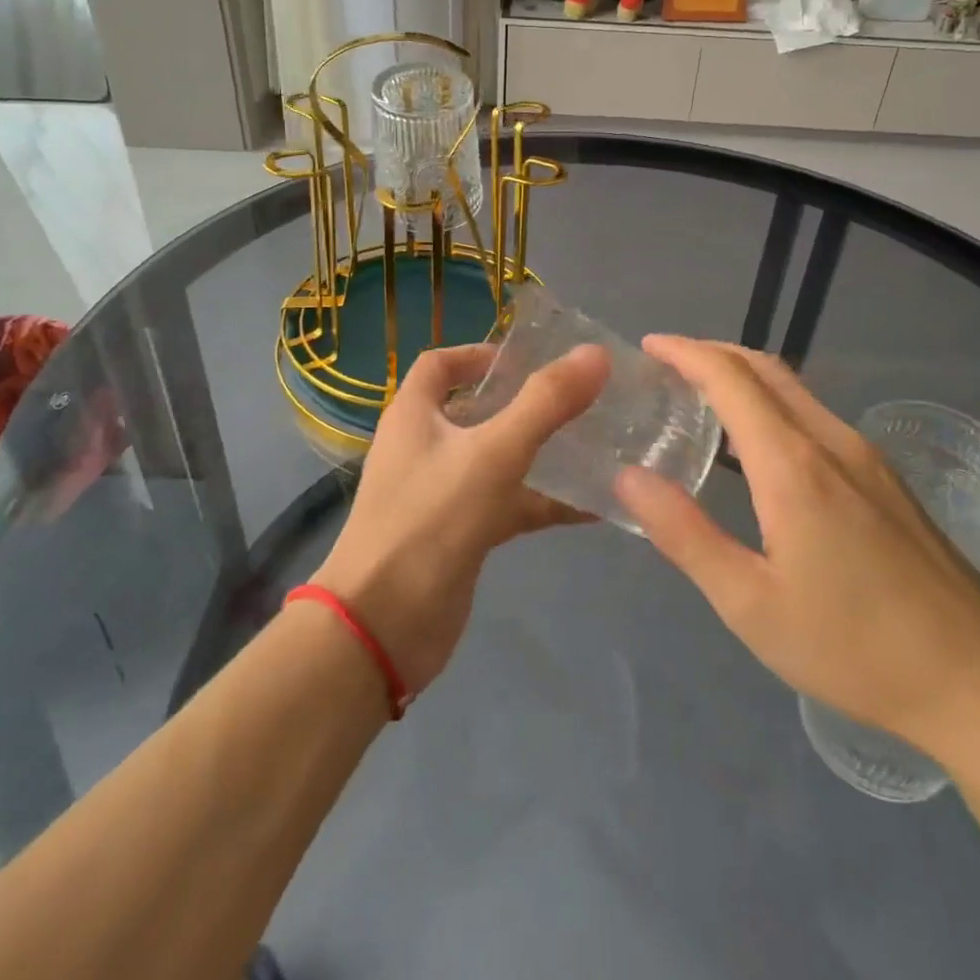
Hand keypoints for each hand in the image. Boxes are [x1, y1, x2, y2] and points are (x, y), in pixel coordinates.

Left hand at [311, 342, 609, 699]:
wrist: (384, 626)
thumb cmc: (430, 520)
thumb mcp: (493, 453)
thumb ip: (545, 403)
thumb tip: (596, 354)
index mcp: (414, 415)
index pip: (439, 365)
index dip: (478, 354)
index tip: (527, 358)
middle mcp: (424, 447)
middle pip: (475, 410)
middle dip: (522, 403)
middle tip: (577, 398)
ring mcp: (441, 493)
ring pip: (496, 460)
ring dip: (539, 453)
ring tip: (595, 444)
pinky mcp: (460, 534)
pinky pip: (507, 505)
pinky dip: (543, 502)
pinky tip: (592, 507)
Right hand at [614, 337, 979, 762]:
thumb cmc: (855, 647)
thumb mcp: (750, 604)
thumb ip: (684, 535)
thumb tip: (629, 477)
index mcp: (793, 464)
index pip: (731, 378)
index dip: (686, 352)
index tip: (649, 346)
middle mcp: (832, 442)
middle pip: (766, 368)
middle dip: (713, 353)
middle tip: (667, 364)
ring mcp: (867, 458)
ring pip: (795, 391)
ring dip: (744, 378)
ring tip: (701, 400)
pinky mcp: (887, 481)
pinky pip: (816, 418)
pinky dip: (773, 406)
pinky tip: (759, 450)